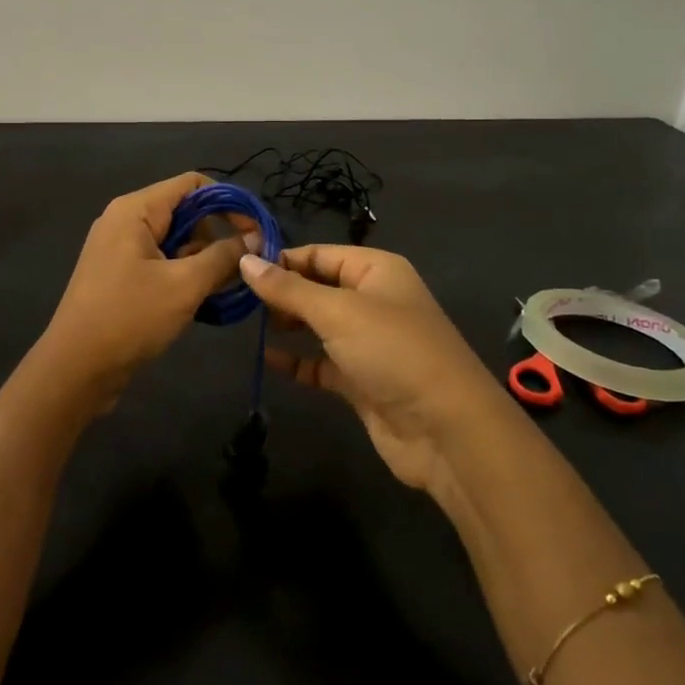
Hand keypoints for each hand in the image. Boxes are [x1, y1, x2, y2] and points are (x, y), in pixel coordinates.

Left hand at [38, 173, 256, 404]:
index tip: (256, 232)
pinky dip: (184, 275)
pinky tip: (201, 300)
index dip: (229, 202)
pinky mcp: (120, 276)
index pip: (193, 184)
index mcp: (135, 210)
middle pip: (185, 212)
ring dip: (202, 260)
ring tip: (223, 290)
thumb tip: (255, 237)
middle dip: (217, 236)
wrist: (76, 369)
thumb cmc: (130, 318)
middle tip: (240, 268)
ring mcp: (120, 249)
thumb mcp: (184, 285)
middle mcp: (125, 221)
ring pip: (175, 240)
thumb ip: (223, 256)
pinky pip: (161, 262)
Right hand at [238, 246, 505, 492]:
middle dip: (281, 292)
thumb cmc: (393, 352)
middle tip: (237, 301)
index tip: (238, 269)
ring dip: (287, 325)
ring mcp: (368, 342)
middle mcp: (373, 300)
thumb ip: (288, 289)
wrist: (446, 430)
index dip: (282, 259)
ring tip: (246, 325)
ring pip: (318, 325)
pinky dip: (297, 362)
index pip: (320, 254)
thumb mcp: (337, 312)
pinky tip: (267, 360)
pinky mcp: (362, 380)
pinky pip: (321, 363)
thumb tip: (245, 262)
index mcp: (377, 271)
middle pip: (317, 288)